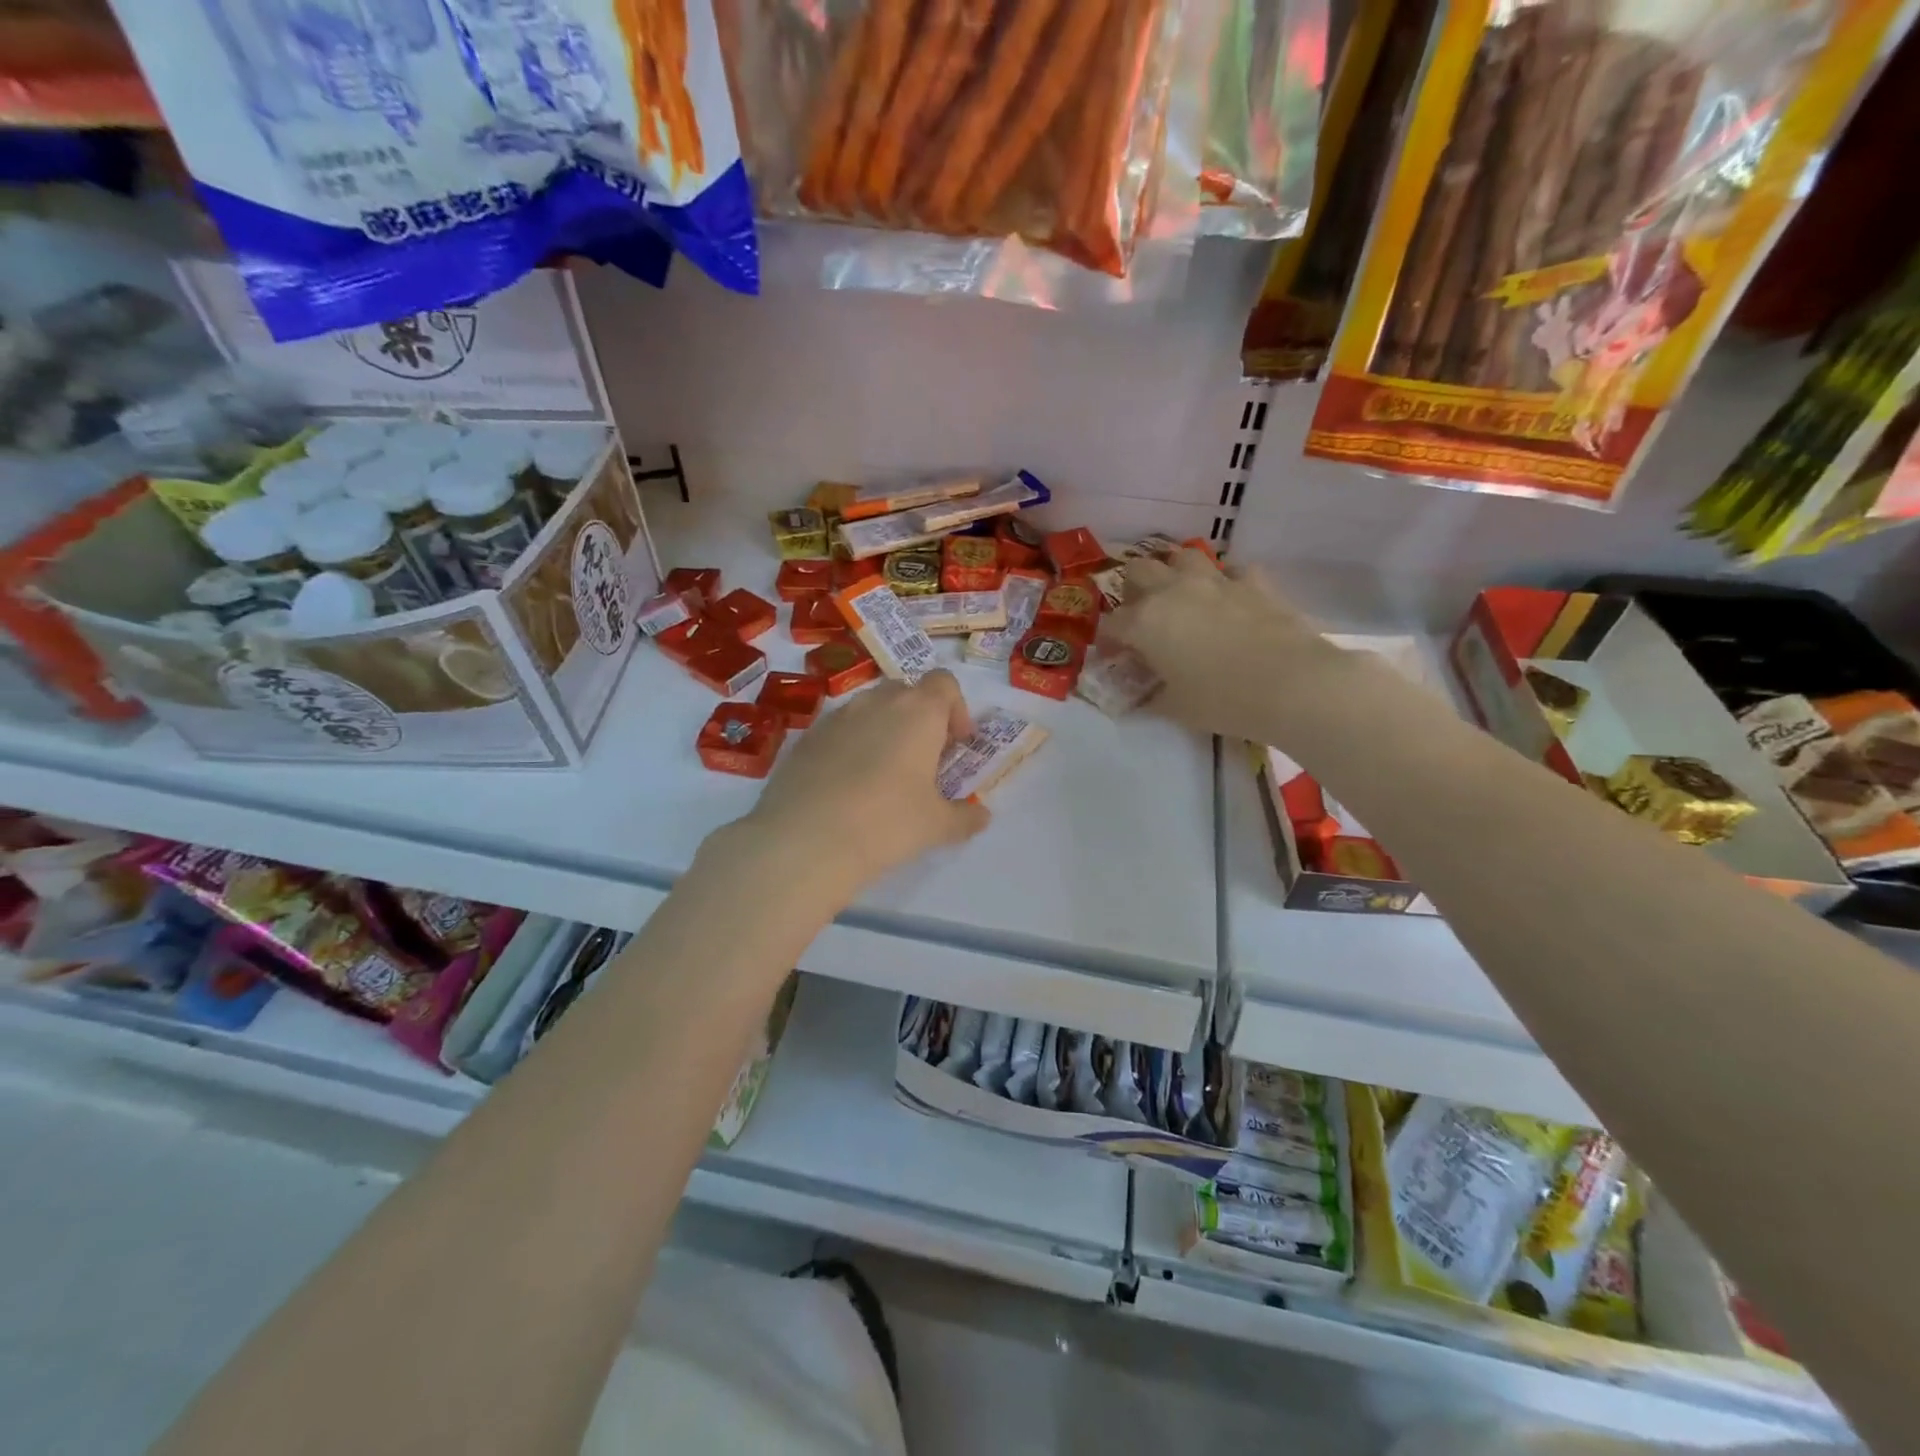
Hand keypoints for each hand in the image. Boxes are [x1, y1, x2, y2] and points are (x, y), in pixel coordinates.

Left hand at [734, 670, 990, 903]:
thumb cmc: (887, 823)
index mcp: (919, 712)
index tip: (955, 745)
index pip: (944, 683)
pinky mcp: (805, 739)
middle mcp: (877, 702)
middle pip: (906, 691)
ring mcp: (837, 717)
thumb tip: (982, 817)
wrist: (805, 840)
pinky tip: (846, 787)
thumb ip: (965, 817)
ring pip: (869, 709)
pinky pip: (838, 731)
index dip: (956, 709)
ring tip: (883, 776)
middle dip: (919, 718)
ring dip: (883, 730)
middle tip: (923, 760)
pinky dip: (850, 746)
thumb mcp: (937, 826)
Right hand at [1109, 550, 1322, 740]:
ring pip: (1183, 557)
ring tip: (1182, 597)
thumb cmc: (1223, 700)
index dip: (1108, 640)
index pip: (1111, 623)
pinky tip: (1231, 601)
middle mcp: (1174, 591)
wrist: (1292, 684)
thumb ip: (1153, 695)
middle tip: (1143, 616)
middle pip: (1140, 571)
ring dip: (1176, 573)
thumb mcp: (1176, 708)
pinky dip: (1226, 583)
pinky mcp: (1254, 582)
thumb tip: (1145, 694)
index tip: (1115, 657)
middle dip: (1134, 590)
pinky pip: (1233, 572)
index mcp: (1145, 622)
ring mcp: (1216, 581)